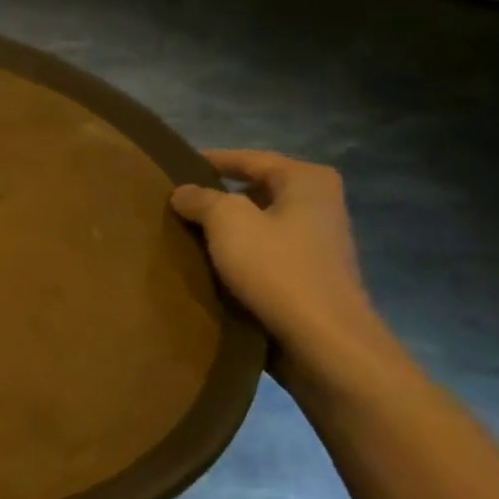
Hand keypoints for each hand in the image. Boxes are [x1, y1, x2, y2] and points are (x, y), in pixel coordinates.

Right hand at [170, 150, 388, 372]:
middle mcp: (319, 203)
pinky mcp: (309, 276)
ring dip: (226, 230)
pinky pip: (265, 254)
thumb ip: (201, 200)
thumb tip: (183, 192)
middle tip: (176, 205)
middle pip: (256, 190)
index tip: (175, 167)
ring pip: (259, 224)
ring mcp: (317, 242)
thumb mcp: (228, 223)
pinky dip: (239, 255)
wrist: (323, 340)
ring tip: (185, 236)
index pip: (249, 159)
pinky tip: (211, 267)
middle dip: (217, 197)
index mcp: (306, 180)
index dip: (211, 160)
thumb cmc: (277, 269)